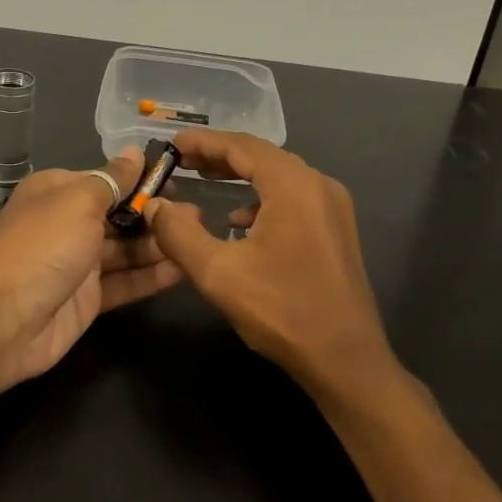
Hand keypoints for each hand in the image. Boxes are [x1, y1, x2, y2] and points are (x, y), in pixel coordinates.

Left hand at [0, 147, 186, 390]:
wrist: (1, 322)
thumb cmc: (42, 246)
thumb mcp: (78, 201)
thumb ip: (113, 179)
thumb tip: (135, 151)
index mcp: (58, 191)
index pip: (107, 179)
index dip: (141, 181)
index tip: (178, 181)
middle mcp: (68, 223)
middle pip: (119, 215)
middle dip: (156, 214)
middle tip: (197, 216)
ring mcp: (78, 263)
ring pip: (126, 249)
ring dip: (159, 243)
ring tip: (199, 238)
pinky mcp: (88, 299)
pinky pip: (126, 282)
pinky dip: (152, 275)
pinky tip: (184, 268)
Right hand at [146, 130, 396, 399]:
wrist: (346, 360)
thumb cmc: (282, 311)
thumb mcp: (218, 272)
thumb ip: (178, 233)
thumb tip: (154, 204)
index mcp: (294, 185)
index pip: (242, 146)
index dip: (203, 142)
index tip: (171, 144)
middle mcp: (318, 185)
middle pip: (263, 156)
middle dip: (220, 155)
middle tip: (182, 160)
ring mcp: (333, 208)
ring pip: (279, 176)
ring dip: (241, 175)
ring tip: (206, 179)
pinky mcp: (337, 230)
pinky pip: (294, 198)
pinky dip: (262, 198)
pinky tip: (240, 222)